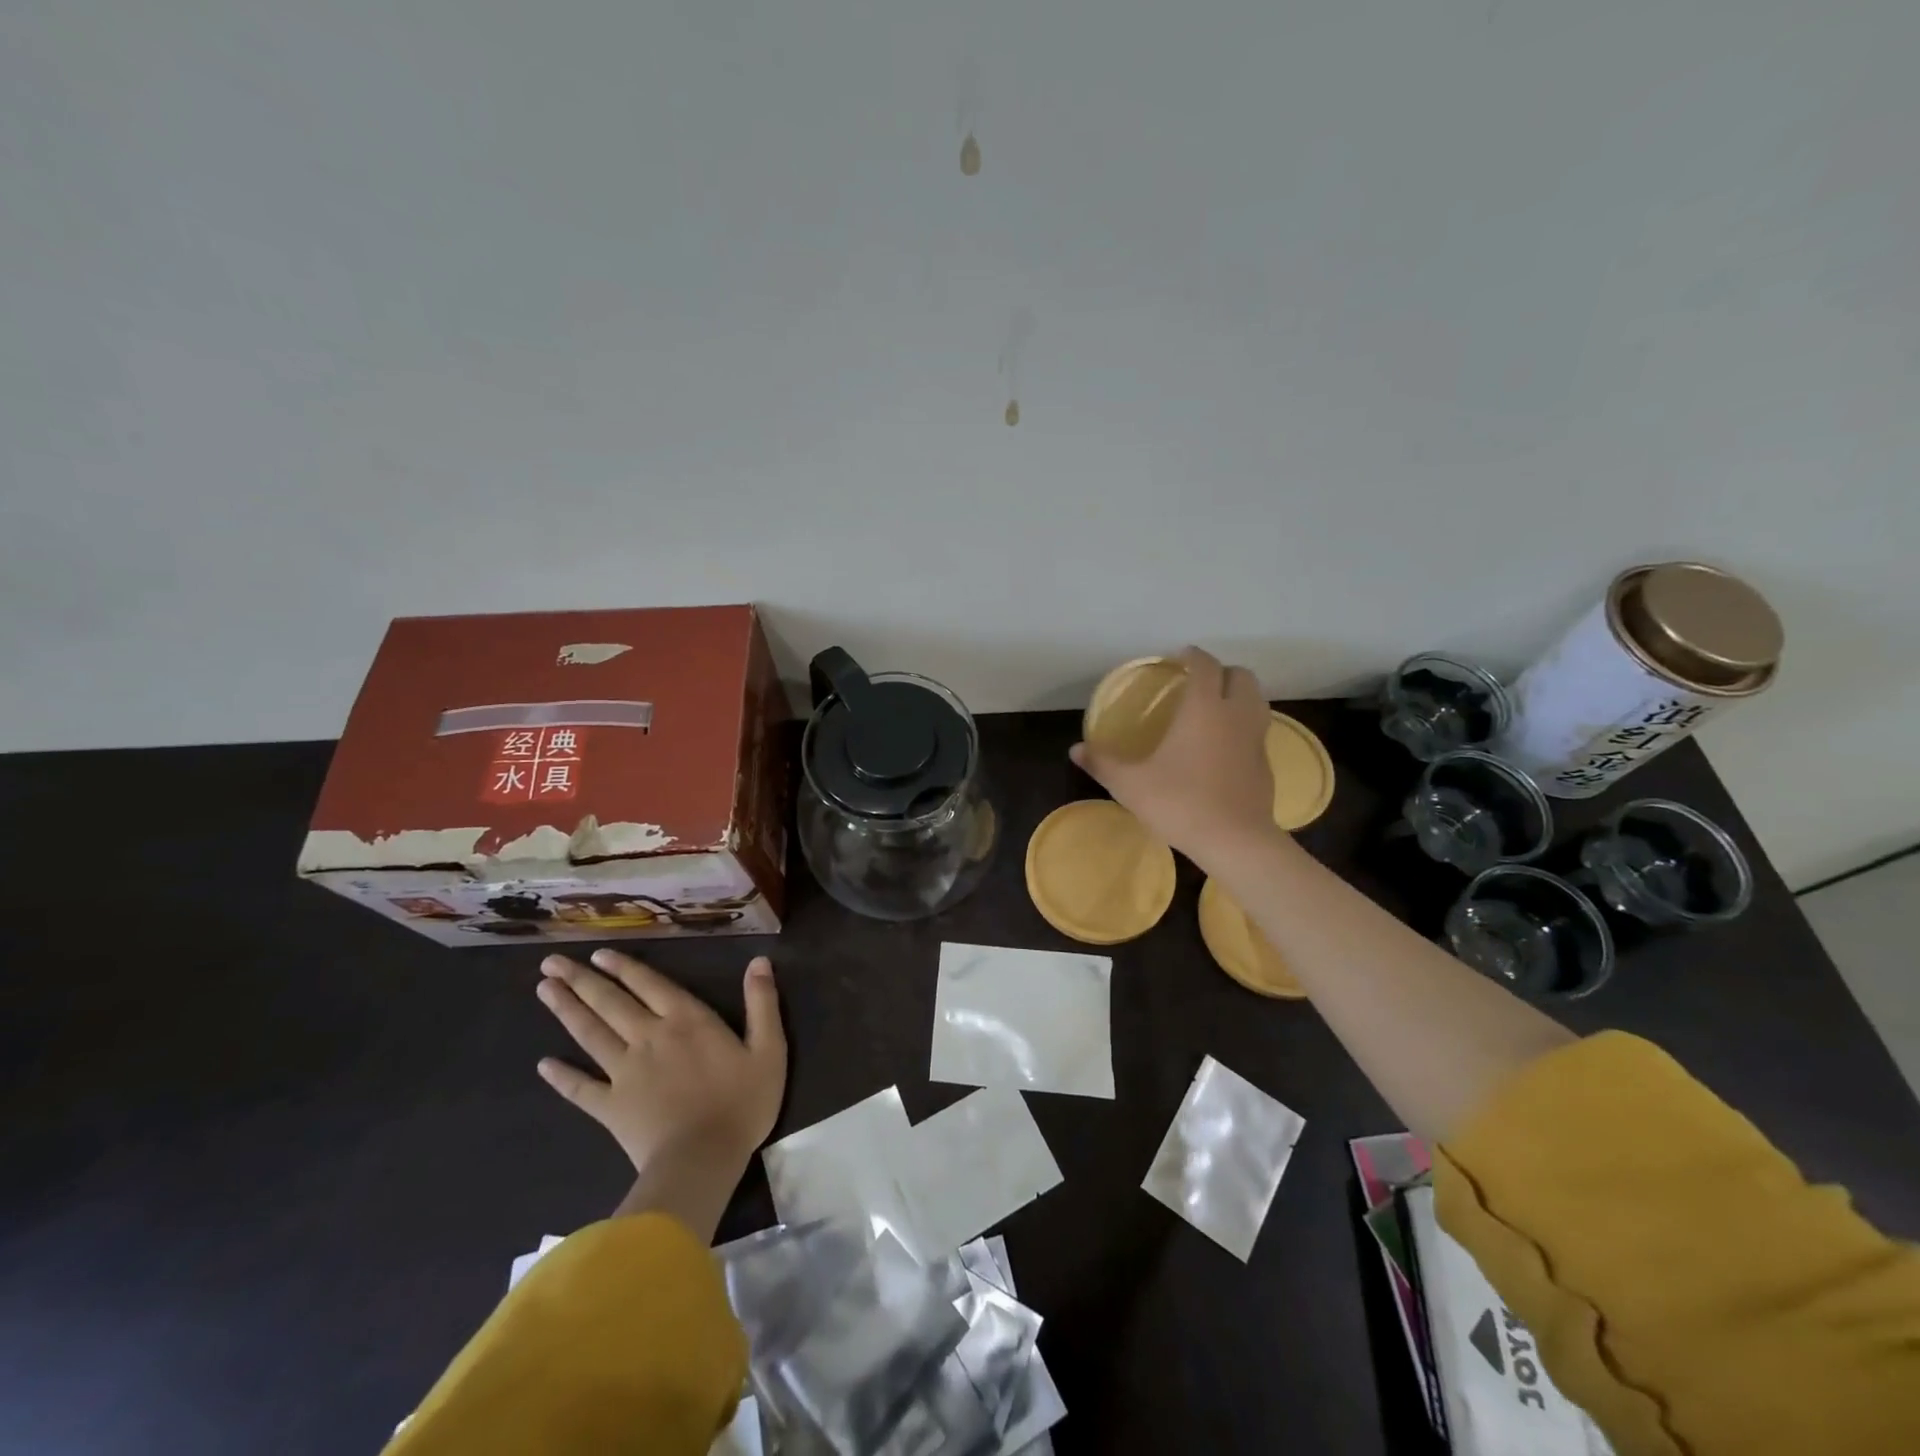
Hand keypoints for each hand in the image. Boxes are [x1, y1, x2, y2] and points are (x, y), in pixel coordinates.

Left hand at [536, 949, 786, 1240]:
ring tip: (544, 990)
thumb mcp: (769, 1049)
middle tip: (551, 963)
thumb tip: (759, 961)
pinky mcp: (611, 1107)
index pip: (650, 984)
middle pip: (611, 1002)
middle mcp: (650, 1036)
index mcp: (687, 1020)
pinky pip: (580, 1089)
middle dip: (582, 980)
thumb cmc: (741, 1103)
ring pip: (591, 1034)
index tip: (598, 953)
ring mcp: (625, 1072)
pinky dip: (561, 1077)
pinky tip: (543, 1065)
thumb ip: (762, 1003)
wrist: (703, 1159)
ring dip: (566, 1011)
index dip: (624, 967)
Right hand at [1071, 646, 1279, 869]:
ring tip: (1214, 709)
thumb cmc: (1180, 802)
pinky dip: (1243, 726)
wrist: (1234, 841)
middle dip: (1222, 672)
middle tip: (1199, 683)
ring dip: (1239, 696)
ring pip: (1257, 701)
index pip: (1206, 666)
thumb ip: (1102, 763)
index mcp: (1204, 708)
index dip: (1193, 656)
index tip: (1179, 657)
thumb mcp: (1130, 784)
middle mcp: (1236, 715)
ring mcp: (1256, 739)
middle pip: (1242, 676)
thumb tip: (1075, 749)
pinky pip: (1257, 730)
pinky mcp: (1266, 764)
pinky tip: (1223, 747)